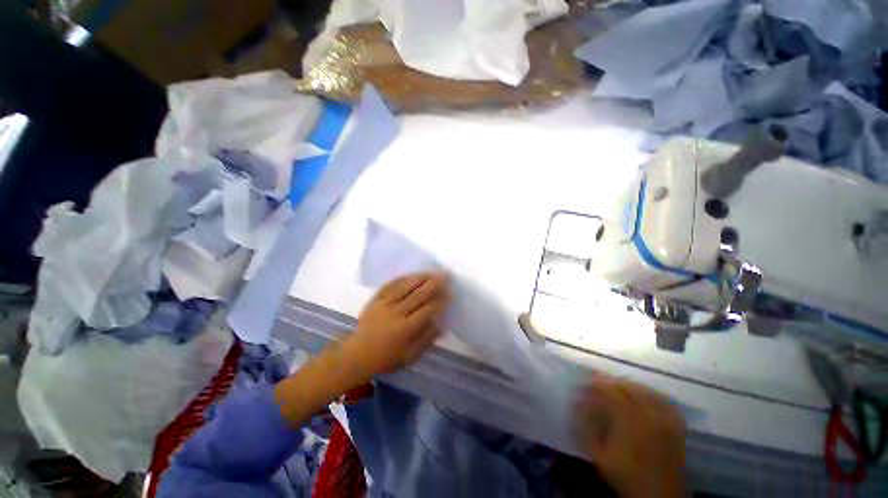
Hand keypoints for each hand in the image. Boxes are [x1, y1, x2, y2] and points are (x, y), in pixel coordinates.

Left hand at [346, 273, 449, 378]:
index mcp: (405, 329)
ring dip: (421, 277)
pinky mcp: (375, 300)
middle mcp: (395, 314)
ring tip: (432, 272)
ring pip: (405, 286)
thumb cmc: (386, 358)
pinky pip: (390, 285)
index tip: (450, 293)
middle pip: (418, 295)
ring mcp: (384, 304)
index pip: (427, 310)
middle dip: (434, 284)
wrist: (357, 354)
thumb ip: (426, 339)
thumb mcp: (409, 356)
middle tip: (446, 275)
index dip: (440, 301)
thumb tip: (441, 324)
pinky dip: (403, 278)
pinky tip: (412, 274)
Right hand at [578, 375, 686, 497]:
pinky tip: (641, 395)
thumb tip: (578, 407)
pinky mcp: (676, 425)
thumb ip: (587, 429)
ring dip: (627, 385)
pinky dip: (649, 393)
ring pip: (644, 390)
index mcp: (629, 419)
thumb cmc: (627, 476)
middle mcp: (649, 413)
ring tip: (615, 387)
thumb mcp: (600, 455)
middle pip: (626, 386)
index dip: (594, 385)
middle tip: (596, 383)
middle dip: (609, 382)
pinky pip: (663, 400)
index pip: (609, 391)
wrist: (659, 496)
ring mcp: (665, 418)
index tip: (583, 385)